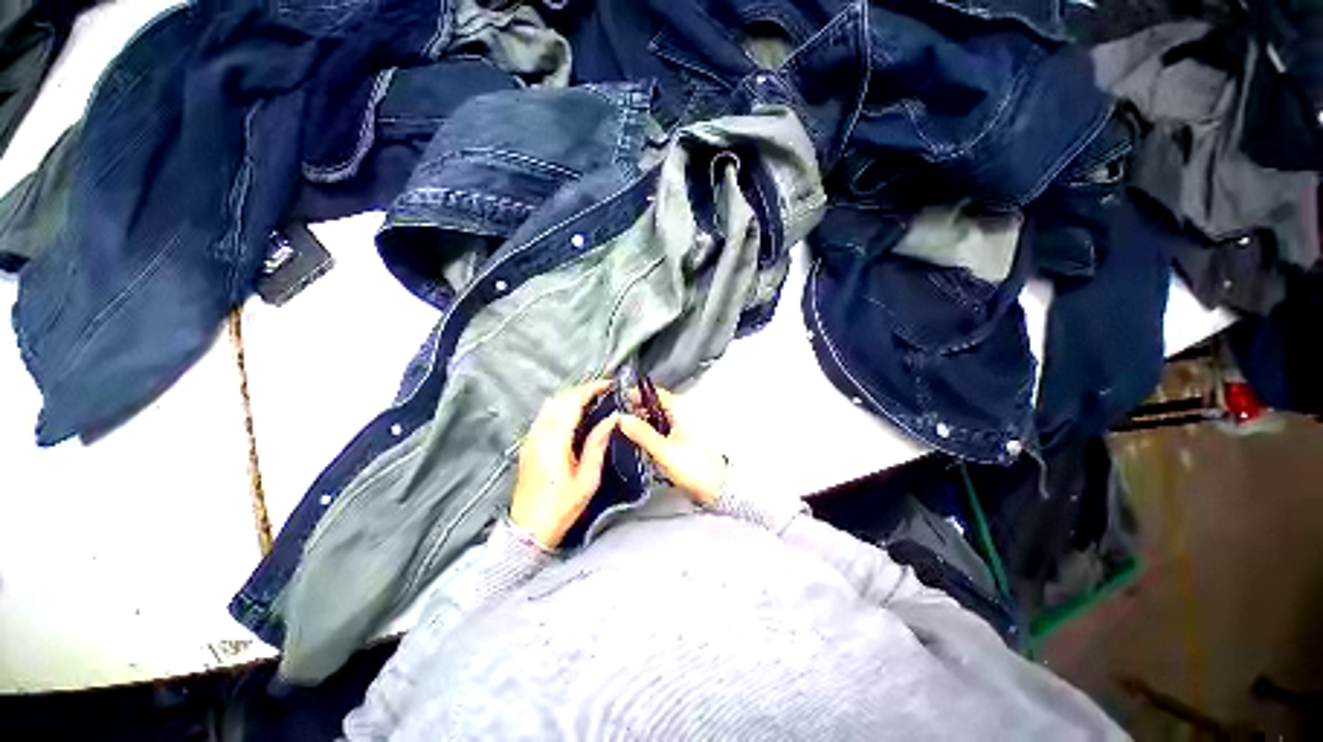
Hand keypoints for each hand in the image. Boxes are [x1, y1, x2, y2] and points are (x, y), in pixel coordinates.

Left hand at [510, 380, 617, 549]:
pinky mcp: (528, 445)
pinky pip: (545, 415)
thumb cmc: (561, 507)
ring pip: (550, 405)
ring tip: (592, 399)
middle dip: (582, 389)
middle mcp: (539, 434)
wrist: (528, 530)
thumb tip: (611, 419)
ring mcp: (531, 439)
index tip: (608, 384)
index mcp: (554, 441)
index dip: (591, 389)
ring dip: (571, 397)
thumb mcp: (587, 479)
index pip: (572, 402)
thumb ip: (597, 444)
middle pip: (559, 399)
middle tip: (604, 391)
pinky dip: (561, 407)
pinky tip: (574, 414)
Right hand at [619, 385, 727, 506]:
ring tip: (632, 434)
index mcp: (681, 409)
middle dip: (639, 411)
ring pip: (660, 417)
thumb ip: (641, 433)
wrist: (718, 487)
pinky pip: (666, 429)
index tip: (621, 402)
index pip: (655, 393)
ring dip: (646, 423)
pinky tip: (647, 445)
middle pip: (657, 405)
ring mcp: (686, 426)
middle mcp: (685, 413)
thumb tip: (623, 419)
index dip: (637, 395)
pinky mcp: (686, 439)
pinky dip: (655, 433)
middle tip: (623, 420)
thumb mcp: (663, 451)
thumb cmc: (695, 468)